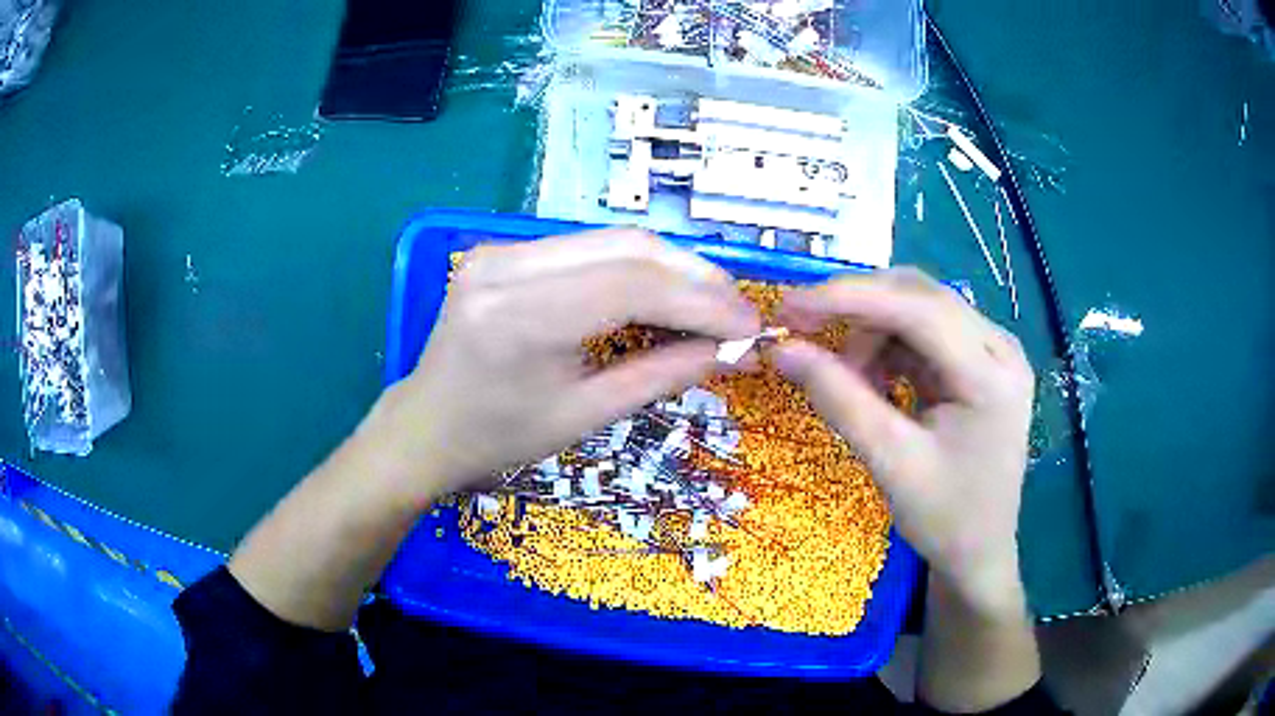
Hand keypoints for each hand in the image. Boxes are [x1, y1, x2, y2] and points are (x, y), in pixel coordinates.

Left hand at [363, 228, 760, 498]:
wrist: (426, 426)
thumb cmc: (498, 438)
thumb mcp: (584, 417)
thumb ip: (662, 375)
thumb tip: (732, 352)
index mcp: (521, 317)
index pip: (634, 285)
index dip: (703, 301)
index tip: (749, 325)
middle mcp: (507, 266)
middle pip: (628, 247)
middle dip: (695, 277)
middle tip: (736, 312)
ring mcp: (500, 250)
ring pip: (612, 240)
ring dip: (670, 269)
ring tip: (709, 305)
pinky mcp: (502, 250)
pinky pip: (586, 248)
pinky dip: (634, 269)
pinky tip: (660, 295)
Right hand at [772, 268, 1034, 615]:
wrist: (980, 553)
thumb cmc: (944, 518)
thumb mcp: (889, 461)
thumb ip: (838, 398)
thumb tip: (781, 349)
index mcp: (991, 374)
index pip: (918, 308)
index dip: (850, 298)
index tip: (789, 308)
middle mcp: (1000, 347)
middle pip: (921, 297)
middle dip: (859, 310)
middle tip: (804, 332)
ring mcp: (994, 353)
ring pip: (920, 308)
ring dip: (873, 332)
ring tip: (849, 380)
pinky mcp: (980, 363)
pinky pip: (926, 333)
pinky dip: (889, 348)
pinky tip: (874, 382)